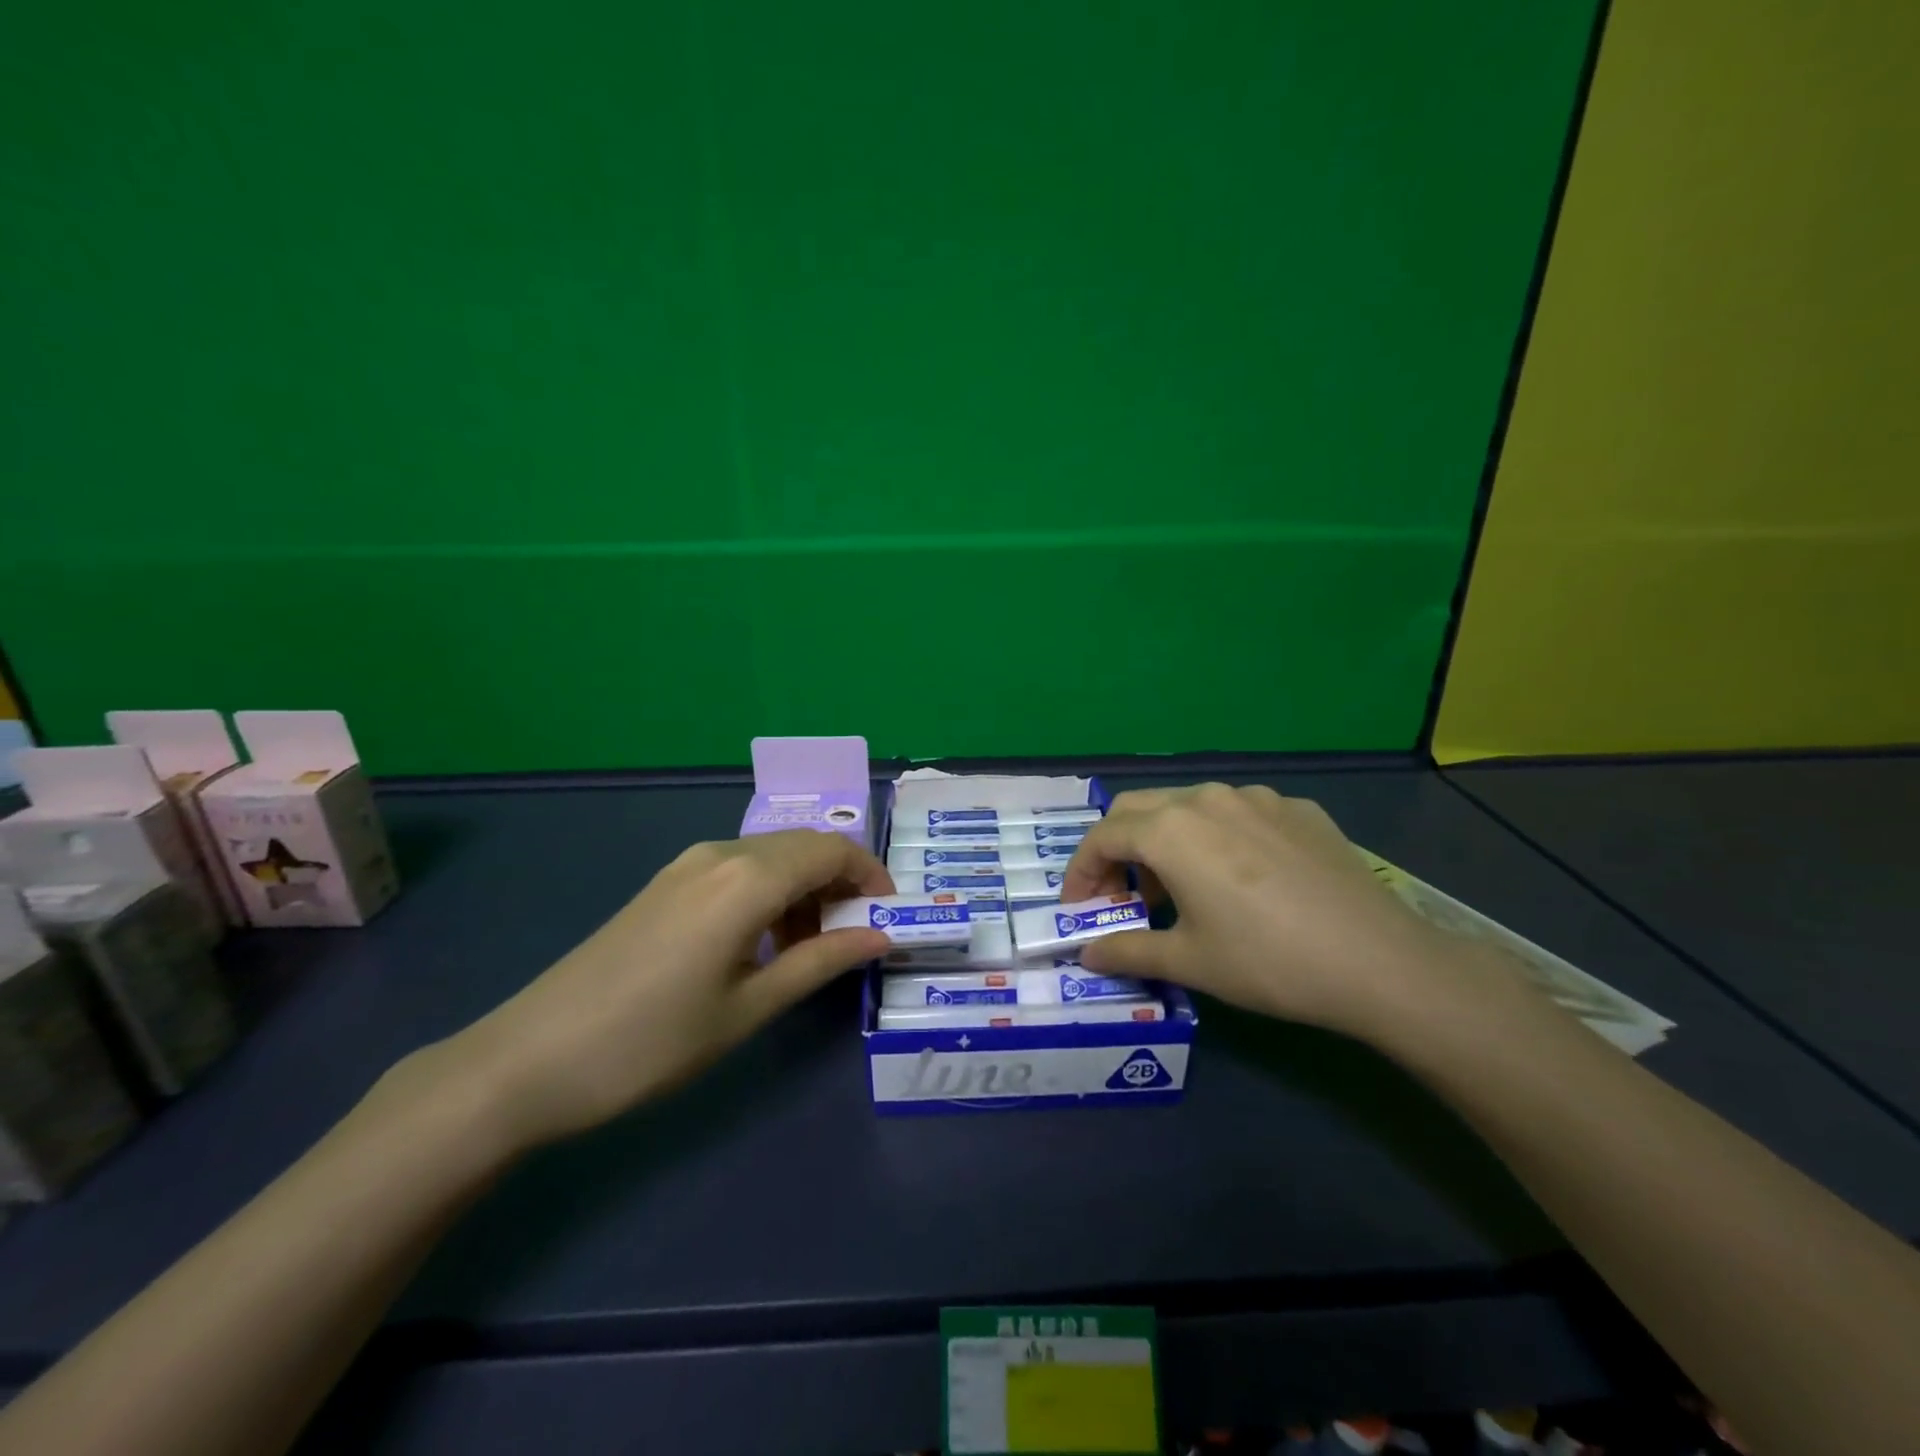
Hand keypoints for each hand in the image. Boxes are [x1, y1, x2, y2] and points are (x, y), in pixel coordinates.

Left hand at [434, 830, 893, 1149]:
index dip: (871, 876)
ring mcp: (687, 864)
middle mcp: (720, 853)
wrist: (528, 1060)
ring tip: (810, 949)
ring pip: (771, 857)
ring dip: (805, 889)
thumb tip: (880, 936)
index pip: (832, 851)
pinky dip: (770, 893)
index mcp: (747, 878)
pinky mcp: (666, 883)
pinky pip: (738, 870)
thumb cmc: (651, 1042)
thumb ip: (821, 962)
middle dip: (841, 883)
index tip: (889, 917)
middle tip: (855, 937)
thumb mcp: (749, 1008)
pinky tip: (762, 942)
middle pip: (804, 847)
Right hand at [1060, 784, 1461, 1038]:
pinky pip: (1237, 813)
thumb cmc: (1267, 961)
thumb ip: (1126, 950)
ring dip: (1165, 839)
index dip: (1081, 872)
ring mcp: (1257, 798)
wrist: (1380, 962)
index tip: (1079, 906)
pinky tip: (1240, 878)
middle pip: (1138, 809)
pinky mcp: (1297, 809)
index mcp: (1171, 830)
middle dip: (1116, 848)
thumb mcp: (1188, 961)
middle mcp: (1207, 799)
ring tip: (1179, 888)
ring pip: (1187, 805)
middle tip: (1122, 895)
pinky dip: (1216, 838)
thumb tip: (1086, 952)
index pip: (1102, 837)